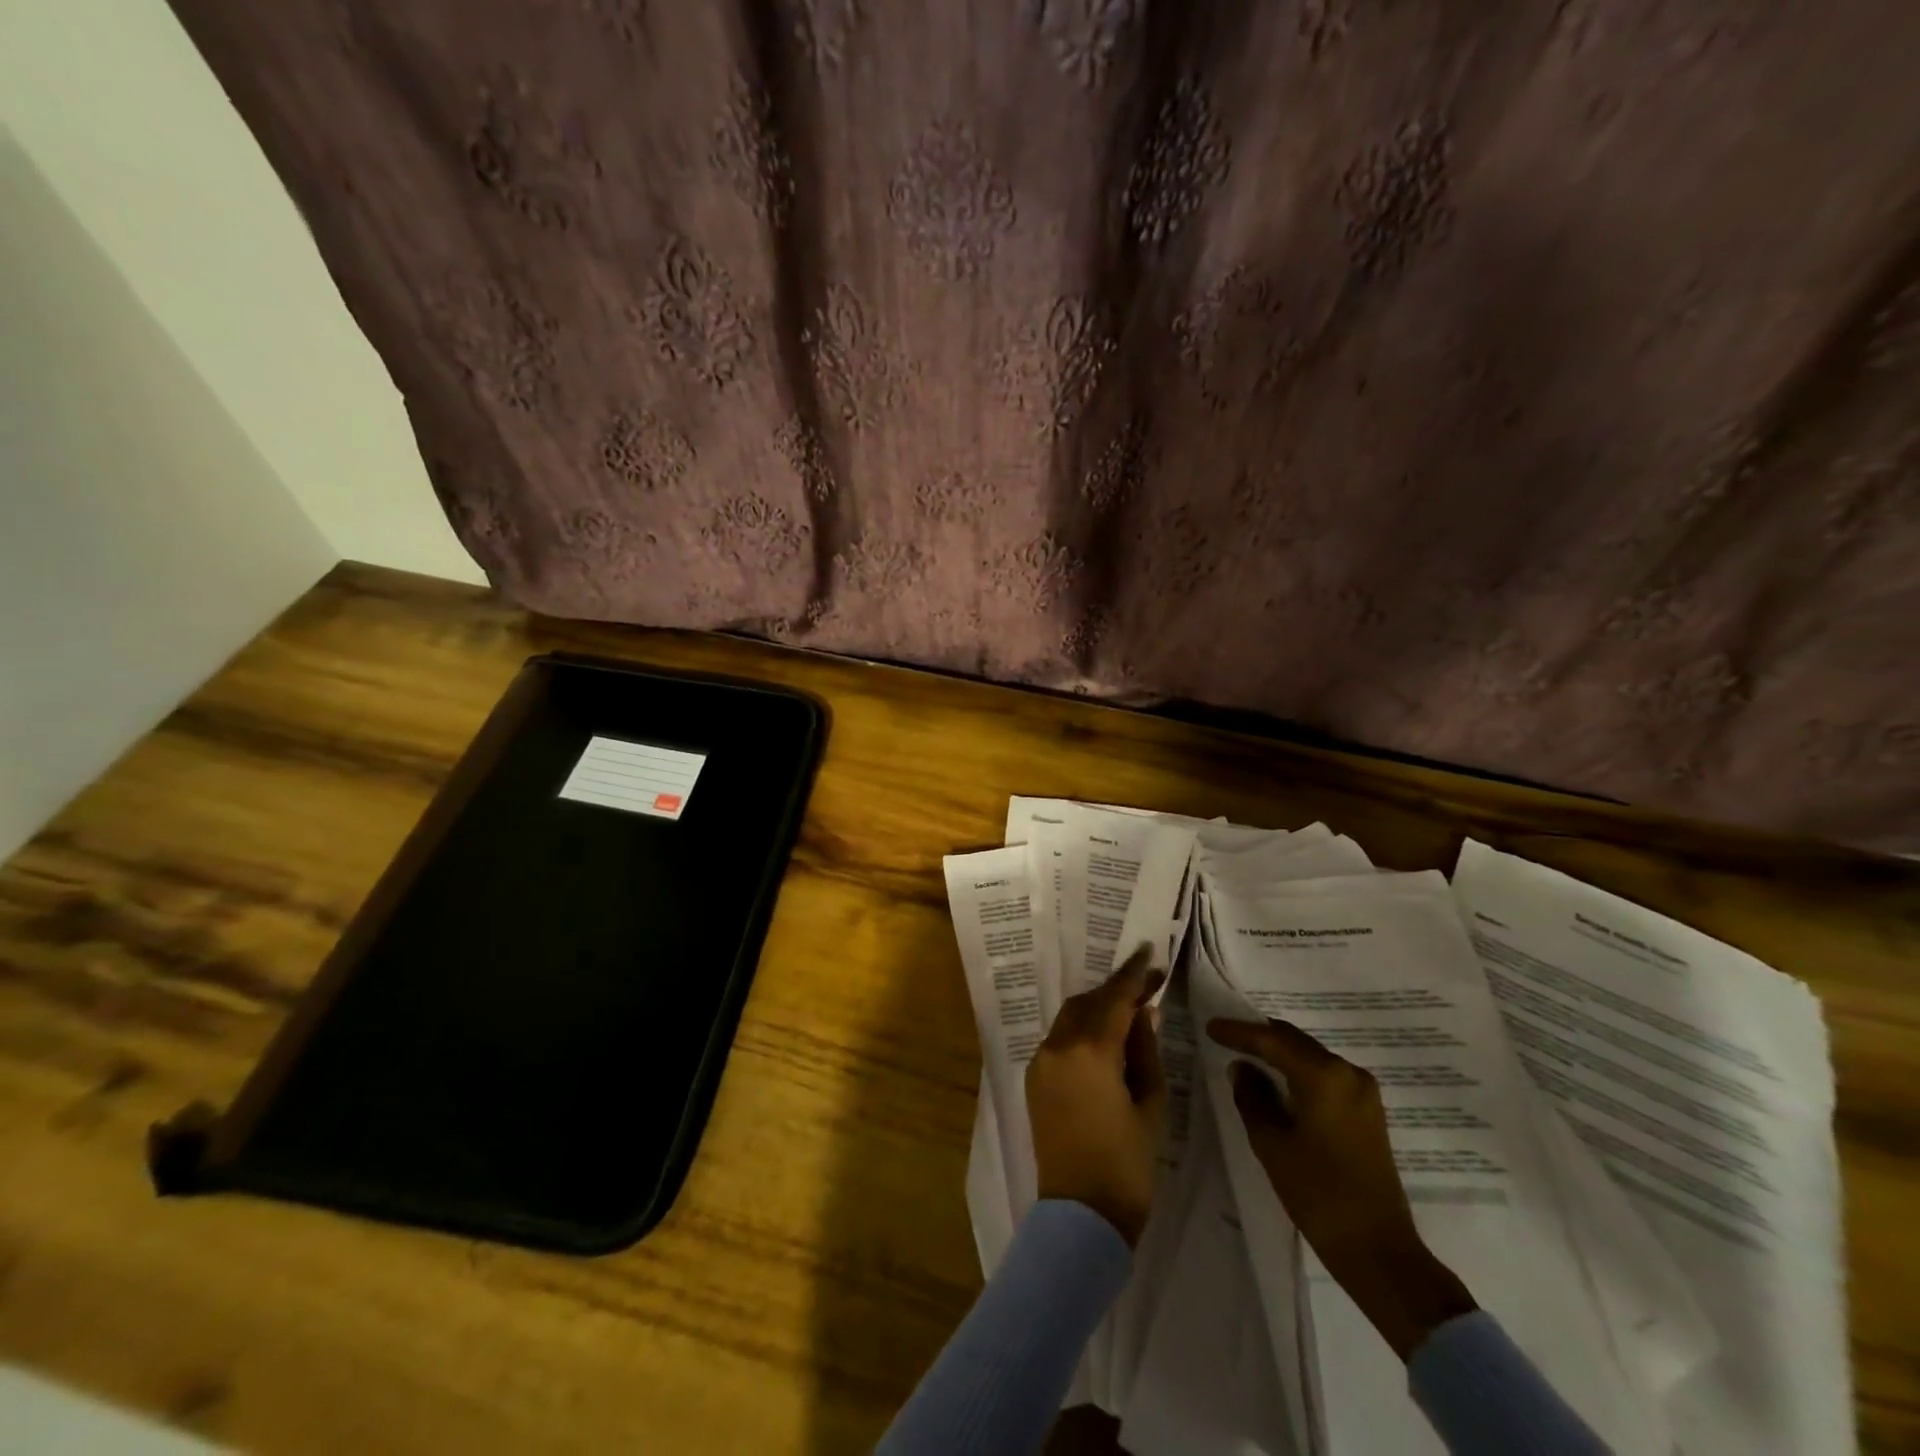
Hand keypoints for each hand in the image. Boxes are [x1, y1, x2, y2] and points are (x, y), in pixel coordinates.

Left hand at [1027, 948, 1167, 1246]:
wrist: (1081, 1216)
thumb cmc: (1128, 1164)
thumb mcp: (1151, 1105)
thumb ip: (1146, 1052)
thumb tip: (1144, 1014)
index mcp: (1090, 1050)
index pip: (1115, 998)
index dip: (1134, 975)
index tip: (1149, 954)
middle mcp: (1058, 1046)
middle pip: (1089, 1003)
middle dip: (1116, 992)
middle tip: (1146, 988)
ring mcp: (1041, 1062)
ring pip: (1071, 1018)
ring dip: (1097, 1009)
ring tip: (1128, 1013)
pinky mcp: (1034, 1080)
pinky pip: (1059, 1040)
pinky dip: (1081, 1031)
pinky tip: (1103, 1041)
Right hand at [1207, 1017, 1476, 1358]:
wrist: (1378, 1251)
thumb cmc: (1319, 1194)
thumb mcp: (1271, 1144)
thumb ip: (1252, 1097)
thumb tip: (1242, 1068)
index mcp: (1324, 1076)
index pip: (1272, 1040)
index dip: (1239, 1032)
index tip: (1211, 1026)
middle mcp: (1348, 1073)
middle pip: (1295, 1041)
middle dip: (1260, 1037)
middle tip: (1227, 1037)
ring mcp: (1363, 1092)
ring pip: (1311, 1056)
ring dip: (1280, 1053)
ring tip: (1247, 1056)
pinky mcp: (1368, 1112)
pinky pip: (1325, 1074)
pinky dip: (1298, 1070)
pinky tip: (1278, 1080)